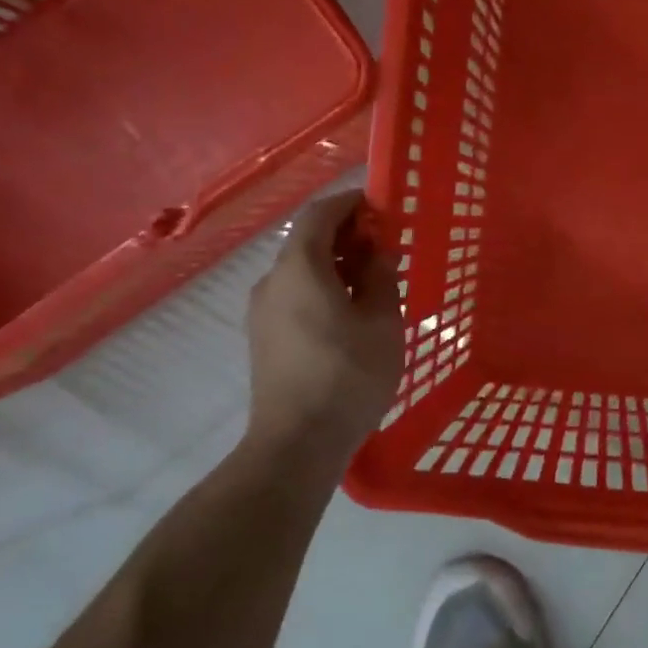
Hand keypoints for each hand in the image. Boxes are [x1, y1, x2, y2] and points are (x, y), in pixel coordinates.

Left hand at [244, 191, 403, 454]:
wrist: (296, 443)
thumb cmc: (347, 376)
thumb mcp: (382, 323)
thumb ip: (381, 278)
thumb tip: (378, 252)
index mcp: (300, 268)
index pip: (319, 215)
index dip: (350, 203)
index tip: (381, 206)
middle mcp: (272, 281)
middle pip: (307, 241)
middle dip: (346, 235)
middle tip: (386, 245)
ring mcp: (262, 311)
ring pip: (300, 270)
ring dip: (335, 264)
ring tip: (374, 280)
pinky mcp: (263, 337)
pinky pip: (294, 295)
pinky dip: (322, 287)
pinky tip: (350, 311)